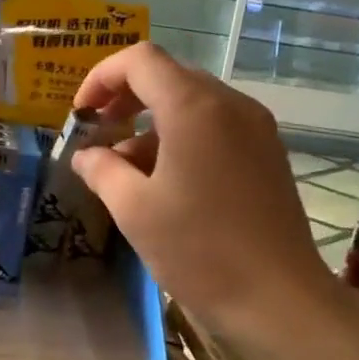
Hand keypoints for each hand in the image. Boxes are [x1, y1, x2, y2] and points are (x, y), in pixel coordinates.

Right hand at [68, 43, 332, 332]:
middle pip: (169, 77)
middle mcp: (230, 105)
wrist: (277, 298)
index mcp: (194, 108)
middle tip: (98, 134)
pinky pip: (216, 128)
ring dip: (152, 124)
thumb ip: (101, 170)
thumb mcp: (133, 209)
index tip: (81, 115)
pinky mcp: (267, 155)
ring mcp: (256, 129)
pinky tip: (165, 182)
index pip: (141, 60)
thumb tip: (87, 155)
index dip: (101, 77)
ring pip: (193, 104)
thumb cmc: (198, 250)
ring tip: (124, 170)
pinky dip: (182, 139)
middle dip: (126, 99)